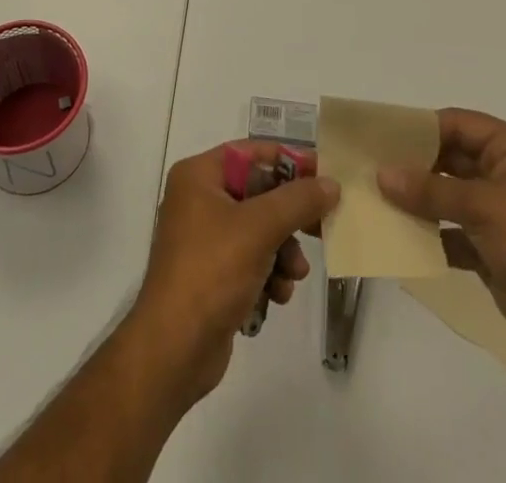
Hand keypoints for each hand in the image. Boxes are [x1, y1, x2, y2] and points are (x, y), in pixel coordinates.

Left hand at [128, 143, 340, 406]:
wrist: (174, 351)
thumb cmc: (212, 272)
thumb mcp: (259, 228)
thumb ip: (298, 201)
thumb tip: (331, 182)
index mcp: (199, 175)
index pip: (251, 153)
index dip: (288, 161)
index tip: (324, 175)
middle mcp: (198, 199)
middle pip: (258, 193)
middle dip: (289, 218)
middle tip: (322, 227)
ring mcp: (204, 238)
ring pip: (259, 230)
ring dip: (283, 251)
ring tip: (294, 274)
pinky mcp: (212, 274)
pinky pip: (250, 259)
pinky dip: (269, 274)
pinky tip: (277, 296)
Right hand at [379, 108, 505, 359]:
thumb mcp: (484, 207)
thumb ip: (431, 190)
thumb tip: (382, 174)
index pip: (454, 124)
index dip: (418, 127)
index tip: (379, 134)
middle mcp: (501, 172)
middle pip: (447, 158)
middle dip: (411, 165)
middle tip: (368, 167)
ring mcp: (495, 210)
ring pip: (445, 195)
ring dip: (416, 201)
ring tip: (373, 199)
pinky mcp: (489, 247)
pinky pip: (450, 232)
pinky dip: (428, 235)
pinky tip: (396, 238)